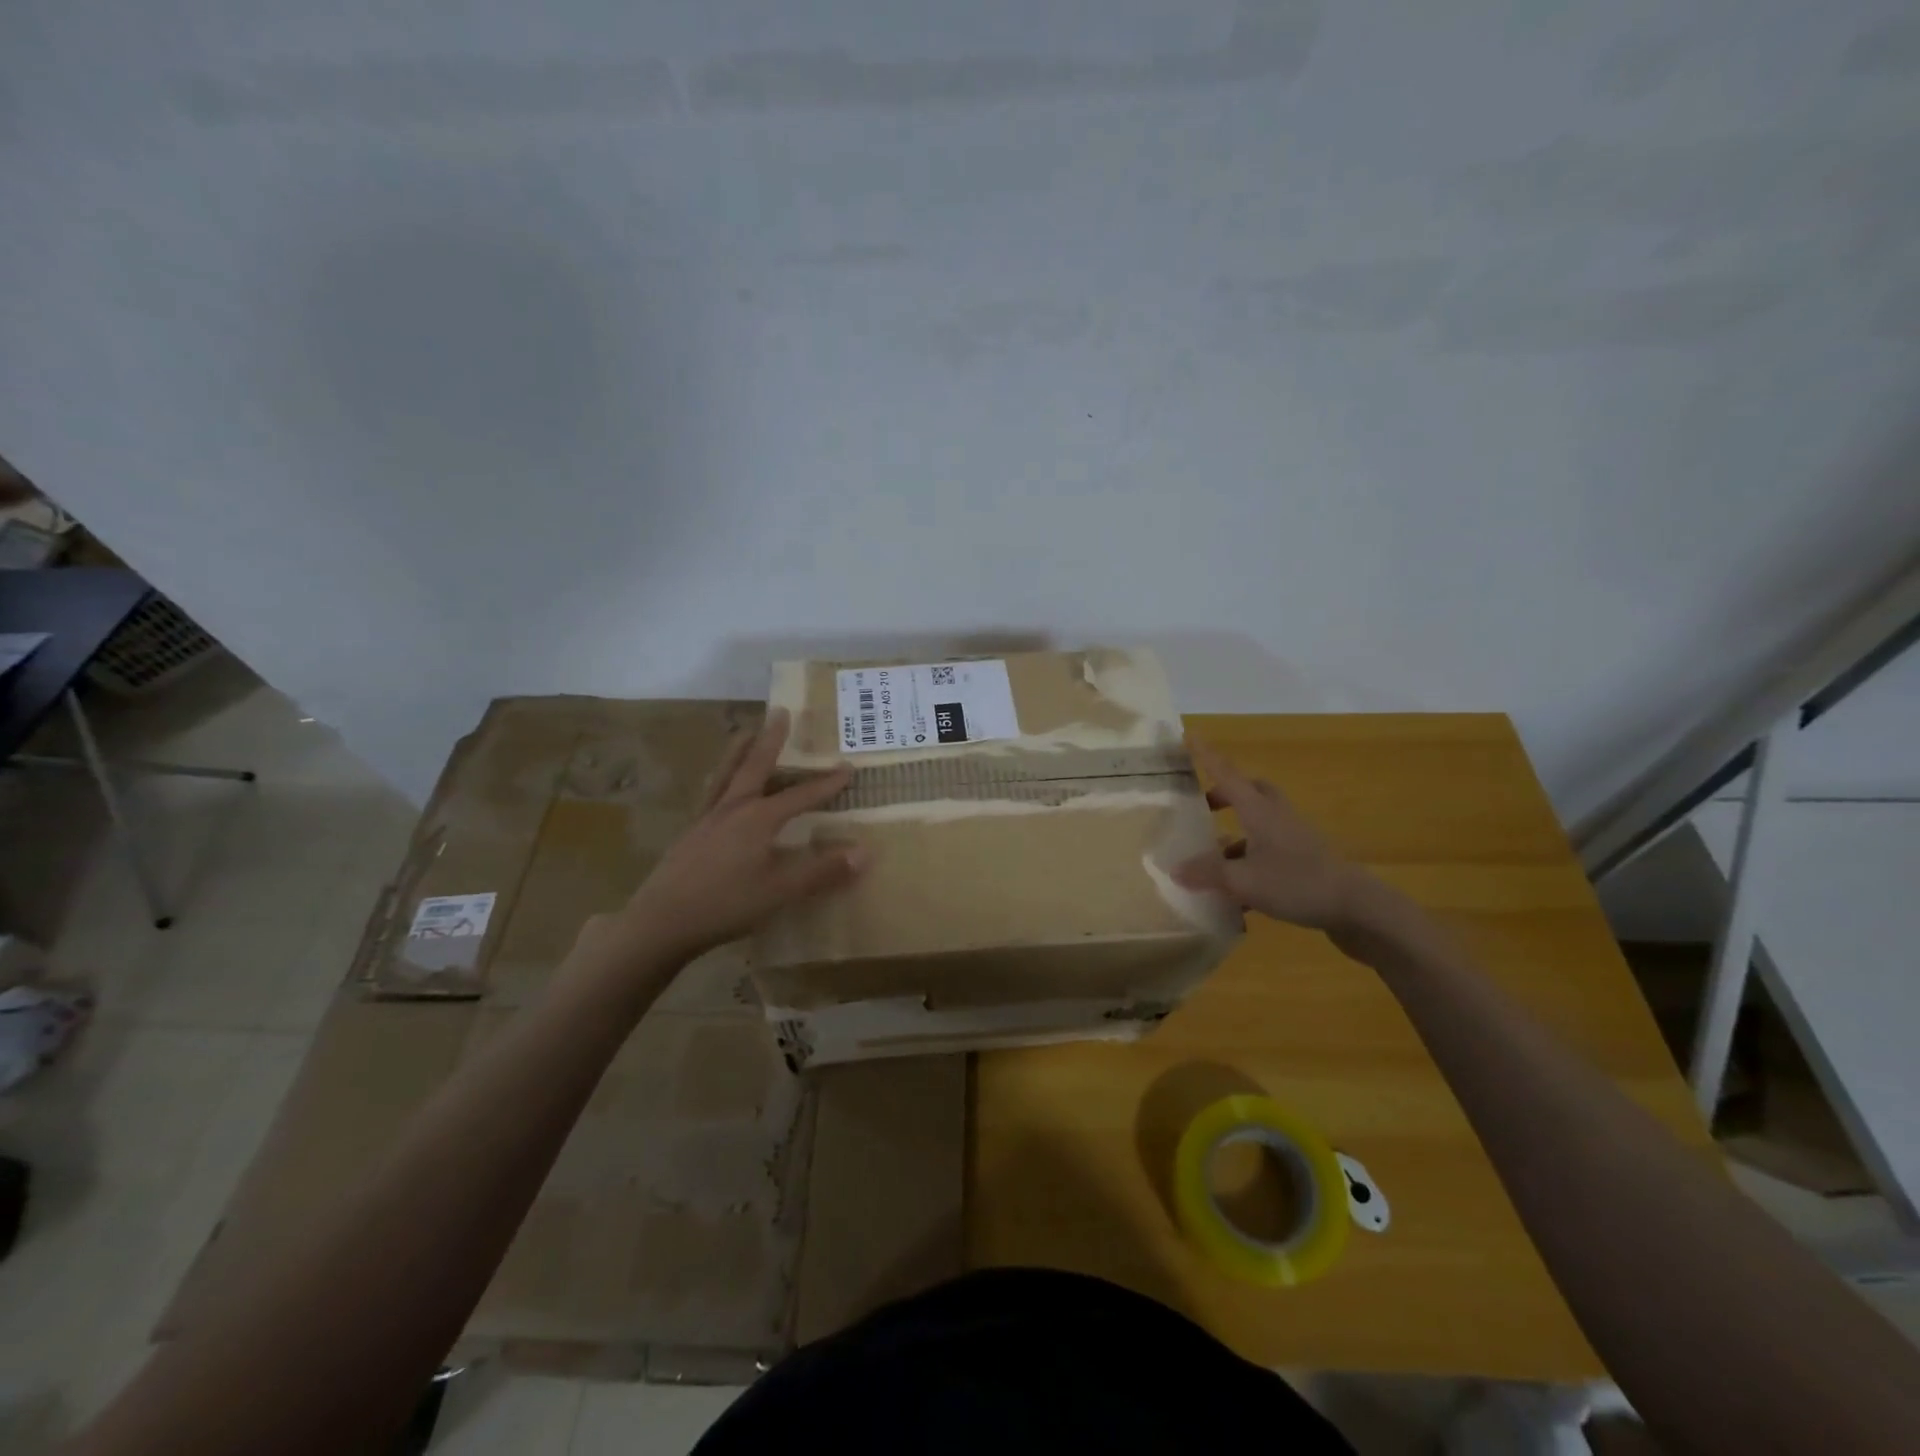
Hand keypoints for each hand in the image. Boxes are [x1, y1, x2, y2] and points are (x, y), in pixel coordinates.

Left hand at [582, 709, 867, 969]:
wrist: (661, 921)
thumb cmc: (726, 904)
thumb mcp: (781, 891)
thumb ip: (823, 871)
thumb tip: (865, 852)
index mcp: (759, 819)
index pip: (801, 795)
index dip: (826, 783)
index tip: (847, 767)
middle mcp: (733, 809)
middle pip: (755, 766)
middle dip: (771, 740)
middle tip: (780, 712)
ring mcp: (707, 819)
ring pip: (726, 774)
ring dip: (739, 750)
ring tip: (744, 732)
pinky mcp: (690, 834)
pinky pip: (710, 794)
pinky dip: (719, 779)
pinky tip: (719, 787)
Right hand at [1171, 738, 1378, 933]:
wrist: (1358, 907)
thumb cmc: (1297, 883)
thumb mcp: (1243, 881)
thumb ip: (1208, 873)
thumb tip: (1175, 868)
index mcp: (1259, 810)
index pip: (1226, 774)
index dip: (1206, 754)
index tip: (1188, 734)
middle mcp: (1277, 816)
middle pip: (1251, 791)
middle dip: (1225, 793)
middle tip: (1203, 806)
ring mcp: (1294, 838)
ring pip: (1259, 823)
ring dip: (1235, 834)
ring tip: (1212, 859)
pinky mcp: (1305, 861)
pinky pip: (1270, 850)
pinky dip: (1249, 862)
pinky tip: (1237, 894)